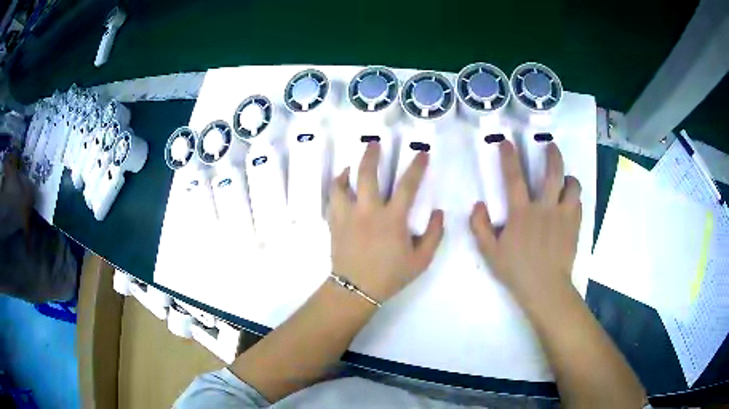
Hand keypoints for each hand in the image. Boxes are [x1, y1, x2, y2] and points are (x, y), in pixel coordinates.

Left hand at [329, 142, 443, 302]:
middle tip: (374, 142)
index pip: (408, 185)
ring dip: (349, 169)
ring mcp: (348, 215)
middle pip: (367, 174)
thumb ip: (434, 235)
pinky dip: (337, 186)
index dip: (417, 166)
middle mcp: (368, 211)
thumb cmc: (391, 276)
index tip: (422, 153)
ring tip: (353, 165)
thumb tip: (438, 212)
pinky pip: (333, 198)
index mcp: (393, 219)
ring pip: (343, 183)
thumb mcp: (421, 260)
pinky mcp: (335, 222)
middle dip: (372, 154)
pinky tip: (342, 184)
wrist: (356, 289)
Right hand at [469, 141, 581, 303]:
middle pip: (552, 173)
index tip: (507, 142)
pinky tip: (570, 202)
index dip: (509, 157)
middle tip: (551, 146)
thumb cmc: (517, 270)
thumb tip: (478, 205)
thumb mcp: (490, 253)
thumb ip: (480, 228)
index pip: (514, 178)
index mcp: (522, 213)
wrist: (545, 288)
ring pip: (572, 186)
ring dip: (568, 178)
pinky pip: (578, 203)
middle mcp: (545, 208)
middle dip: (552, 155)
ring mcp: (563, 216)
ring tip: (565, 178)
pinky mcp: (574, 225)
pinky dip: (574, 198)